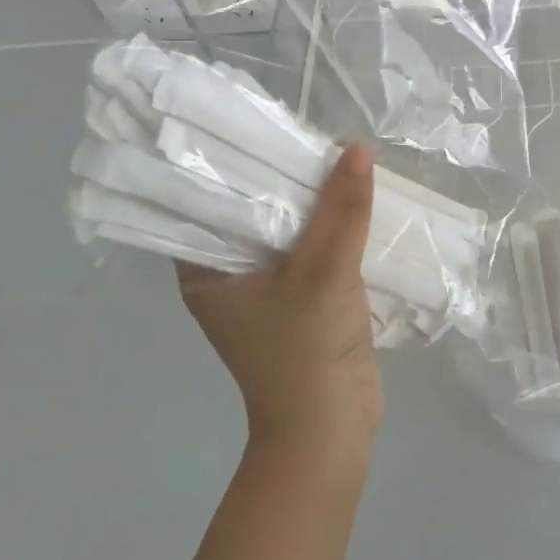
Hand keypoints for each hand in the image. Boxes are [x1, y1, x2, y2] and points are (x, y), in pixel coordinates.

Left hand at [177, 145, 381, 451]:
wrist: (331, 432)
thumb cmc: (306, 354)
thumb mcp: (325, 273)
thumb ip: (341, 210)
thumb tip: (355, 149)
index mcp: (205, 271)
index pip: (205, 201)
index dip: (230, 163)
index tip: (258, 127)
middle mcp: (227, 277)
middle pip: (251, 213)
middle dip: (281, 179)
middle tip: (307, 134)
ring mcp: (264, 291)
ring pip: (286, 232)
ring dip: (311, 205)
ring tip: (334, 158)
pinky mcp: (299, 302)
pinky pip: (310, 253)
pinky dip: (329, 231)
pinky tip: (352, 202)